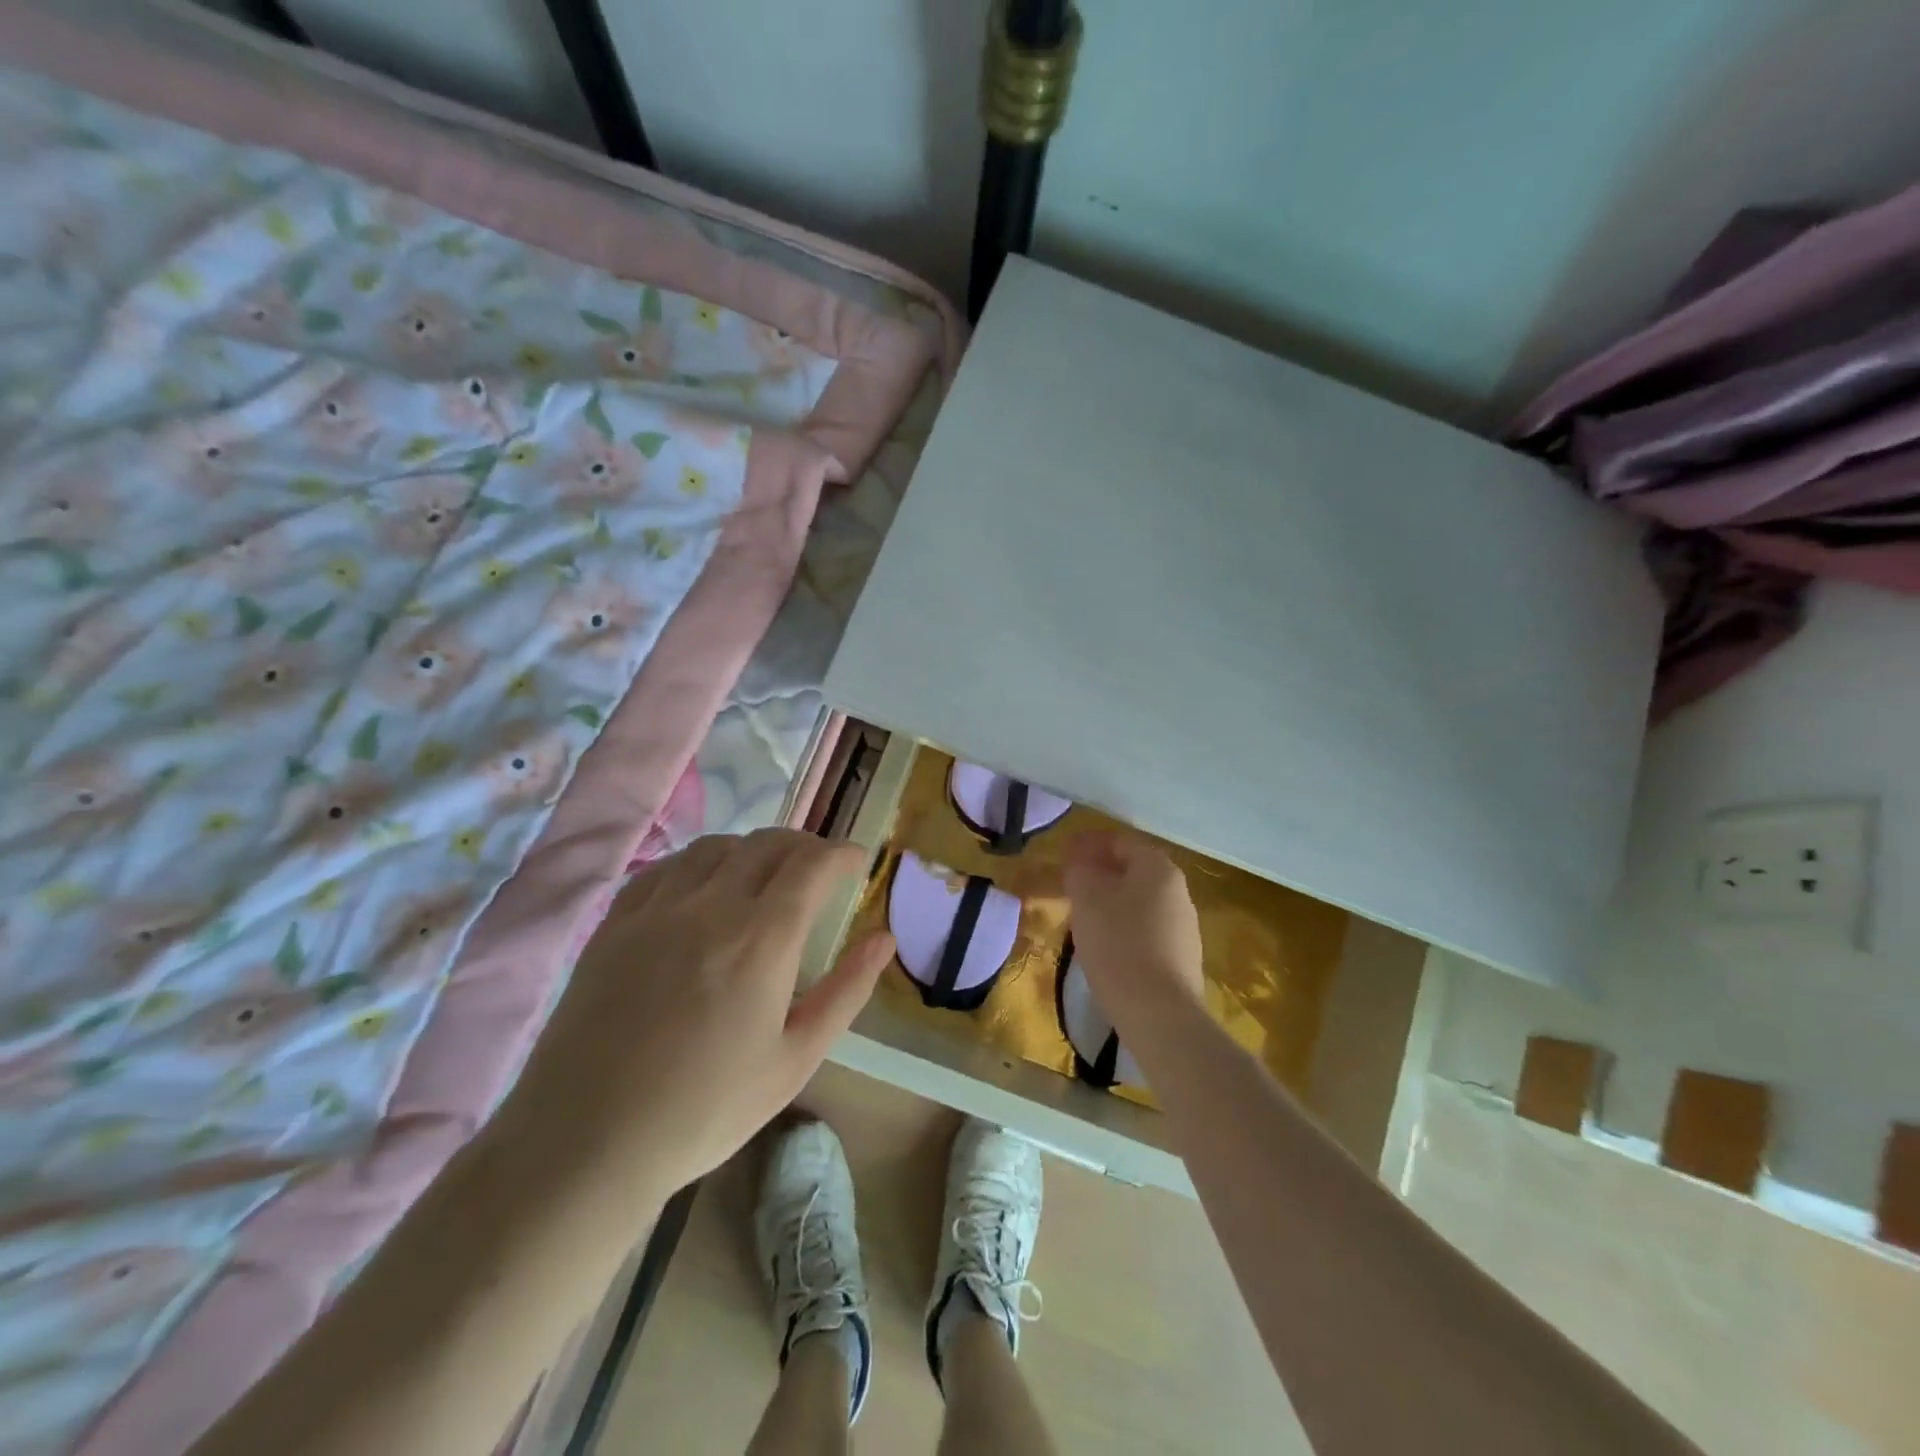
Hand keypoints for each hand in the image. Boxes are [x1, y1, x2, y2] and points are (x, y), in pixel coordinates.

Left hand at [533, 829, 893, 1200]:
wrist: (586, 1140)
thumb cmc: (706, 1109)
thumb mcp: (795, 1060)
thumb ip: (847, 991)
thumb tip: (884, 939)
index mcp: (763, 938)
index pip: (812, 865)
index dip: (842, 853)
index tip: (858, 859)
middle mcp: (712, 905)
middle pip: (767, 844)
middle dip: (805, 844)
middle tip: (820, 866)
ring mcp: (658, 909)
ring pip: (716, 847)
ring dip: (752, 848)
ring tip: (765, 871)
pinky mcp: (615, 924)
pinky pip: (665, 868)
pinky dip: (698, 862)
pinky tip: (702, 886)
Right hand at [1063, 831, 1205, 1024]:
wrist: (1159, 1013)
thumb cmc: (1118, 944)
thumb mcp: (1086, 897)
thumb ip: (1080, 868)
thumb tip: (1080, 858)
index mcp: (1158, 868)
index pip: (1120, 841)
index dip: (1089, 842)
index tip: (1064, 852)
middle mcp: (1179, 891)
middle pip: (1133, 871)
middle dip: (1101, 872)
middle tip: (1070, 883)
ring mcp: (1185, 927)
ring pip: (1140, 902)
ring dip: (1112, 901)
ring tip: (1082, 915)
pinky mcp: (1182, 959)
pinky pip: (1147, 931)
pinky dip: (1124, 928)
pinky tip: (1105, 946)